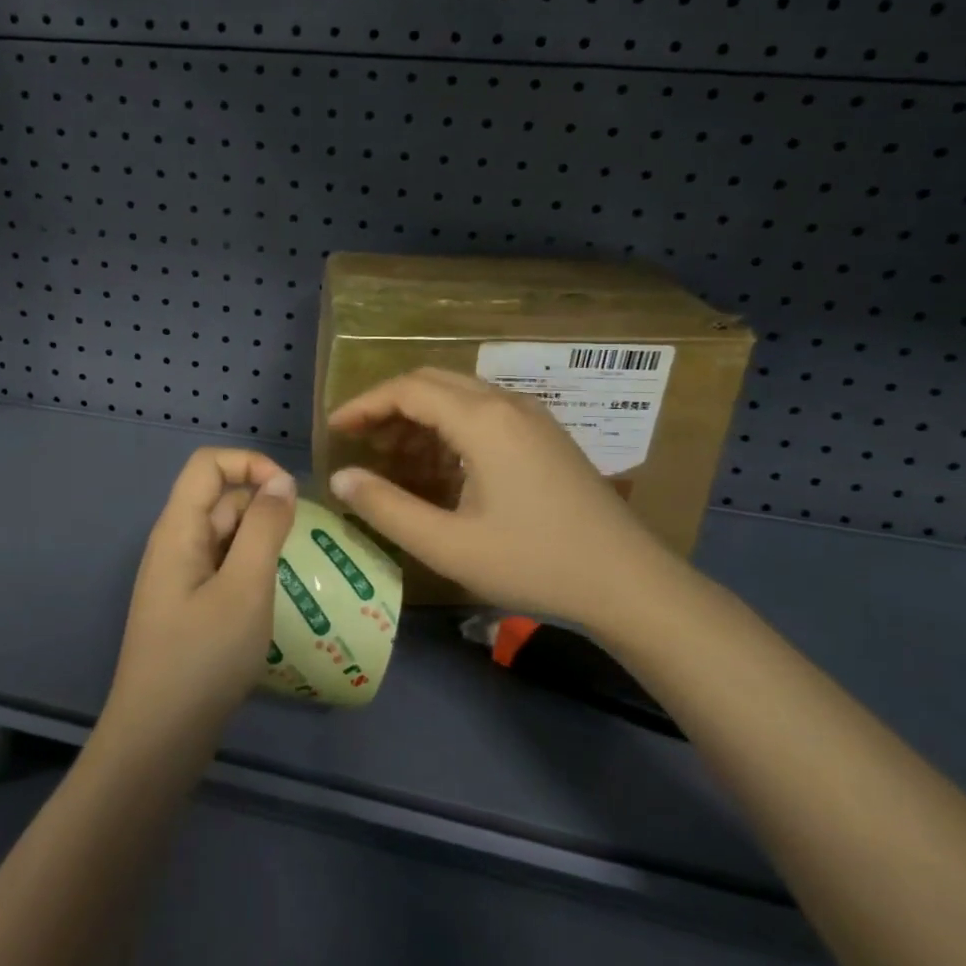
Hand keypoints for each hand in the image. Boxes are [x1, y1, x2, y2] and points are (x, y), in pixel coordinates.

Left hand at [104, 448, 296, 747]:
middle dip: (264, 509)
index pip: (208, 464)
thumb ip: (265, 528)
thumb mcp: (245, 588)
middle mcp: (175, 544)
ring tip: (298, 573)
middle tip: (305, 546)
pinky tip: (275, 601)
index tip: (290, 495)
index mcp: (178, 529)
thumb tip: (281, 481)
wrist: (157, 741)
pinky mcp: (188, 607)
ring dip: (262, 544)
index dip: (250, 464)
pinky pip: (224, 569)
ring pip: (226, 537)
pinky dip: (252, 572)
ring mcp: (179, 578)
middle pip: (220, 500)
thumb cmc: (204, 658)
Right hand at [328, 368, 686, 632]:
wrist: (630, 583)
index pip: (408, 389)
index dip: (365, 405)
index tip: (335, 429)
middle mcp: (507, 403)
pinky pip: (484, 414)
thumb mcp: (449, 545)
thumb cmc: (535, 563)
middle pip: (433, 383)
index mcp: (483, 420)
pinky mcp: (545, 435)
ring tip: (393, 459)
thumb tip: (340, 477)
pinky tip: (440, 469)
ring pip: (459, 396)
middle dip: (389, 407)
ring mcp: (532, 417)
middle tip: (360, 442)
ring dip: (420, 418)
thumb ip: (387, 508)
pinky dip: (449, 429)